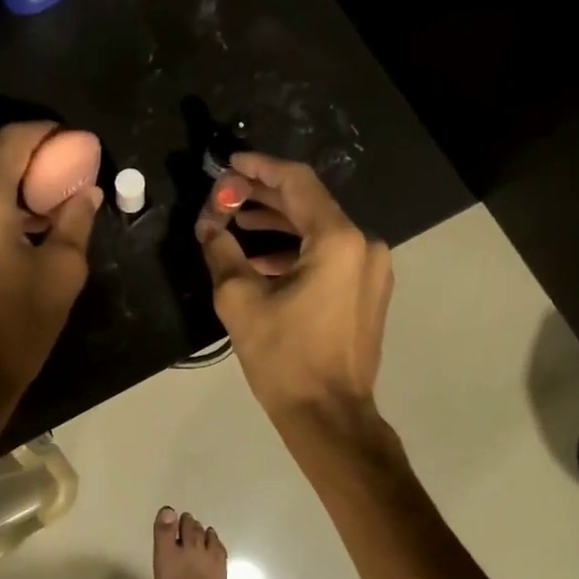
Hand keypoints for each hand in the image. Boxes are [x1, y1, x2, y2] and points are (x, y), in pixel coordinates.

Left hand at [0, 123, 99, 403]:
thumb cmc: (17, 327)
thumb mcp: (62, 273)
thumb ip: (76, 221)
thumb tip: (87, 192)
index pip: (11, 141)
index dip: (41, 131)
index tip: (64, 137)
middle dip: (15, 144)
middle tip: (48, 162)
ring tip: (29, 196)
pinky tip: (3, 222)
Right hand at [196, 153, 392, 425]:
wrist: (329, 415)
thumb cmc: (284, 358)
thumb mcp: (241, 301)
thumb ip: (222, 252)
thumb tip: (207, 225)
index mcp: (338, 241)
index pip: (297, 183)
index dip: (260, 168)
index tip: (230, 163)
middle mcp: (364, 245)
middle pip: (310, 204)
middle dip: (264, 197)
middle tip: (225, 195)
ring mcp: (371, 269)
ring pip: (319, 230)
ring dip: (277, 225)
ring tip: (235, 225)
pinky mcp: (368, 290)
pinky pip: (329, 255)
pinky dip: (295, 250)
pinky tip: (260, 260)